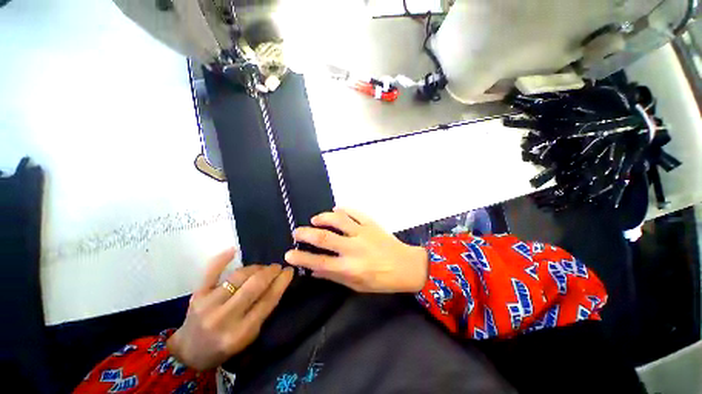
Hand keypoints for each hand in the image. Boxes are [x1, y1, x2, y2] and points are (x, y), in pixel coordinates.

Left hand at [167, 248, 293, 370]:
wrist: (189, 352)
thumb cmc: (224, 347)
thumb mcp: (249, 337)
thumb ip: (263, 311)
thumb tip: (277, 284)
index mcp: (241, 333)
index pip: (267, 301)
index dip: (281, 282)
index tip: (289, 271)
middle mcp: (224, 318)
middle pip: (254, 286)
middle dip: (271, 272)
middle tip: (278, 267)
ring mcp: (208, 304)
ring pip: (239, 276)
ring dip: (256, 268)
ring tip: (263, 268)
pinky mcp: (197, 295)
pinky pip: (211, 272)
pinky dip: (222, 259)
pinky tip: (234, 250)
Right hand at [284, 208, 427, 292]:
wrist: (406, 266)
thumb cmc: (381, 280)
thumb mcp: (357, 286)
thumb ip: (334, 277)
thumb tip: (313, 271)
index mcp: (349, 267)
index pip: (319, 262)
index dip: (301, 258)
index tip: (288, 254)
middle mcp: (354, 248)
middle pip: (324, 238)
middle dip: (306, 234)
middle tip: (297, 232)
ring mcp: (363, 233)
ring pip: (338, 220)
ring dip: (323, 217)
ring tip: (315, 219)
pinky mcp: (371, 224)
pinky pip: (355, 212)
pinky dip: (344, 209)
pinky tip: (336, 209)